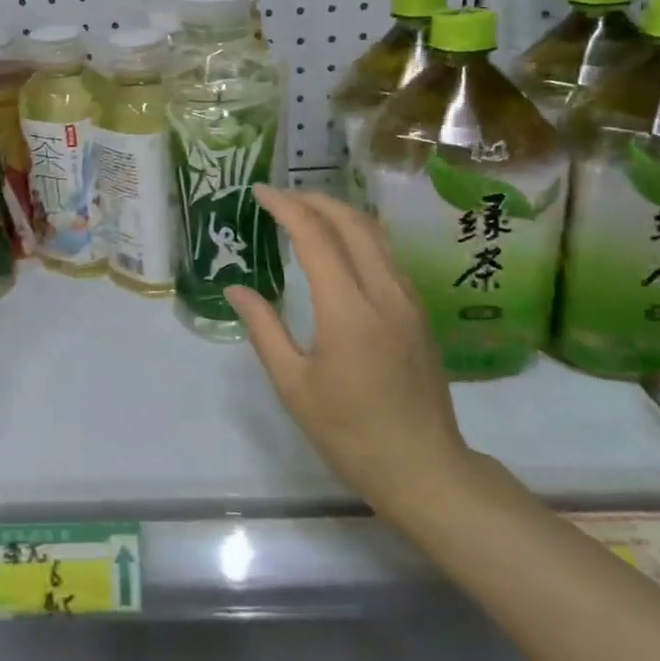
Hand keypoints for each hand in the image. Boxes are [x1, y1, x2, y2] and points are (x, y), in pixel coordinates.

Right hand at [226, 185, 473, 524]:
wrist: (423, 467)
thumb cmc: (349, 432)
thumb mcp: (293, 385)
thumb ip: (264, 329)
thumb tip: (236, 289)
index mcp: (348, 311)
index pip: (316, 237)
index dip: (286, 207)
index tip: (260, 193)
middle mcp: (384, 293)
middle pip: (352, 223)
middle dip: (315, 200)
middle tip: (281, 196)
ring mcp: (408, 300)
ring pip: (376, 235)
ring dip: (340, 214)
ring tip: (306, 212)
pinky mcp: (419, 312)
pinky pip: (387, 255)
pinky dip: (359, 235)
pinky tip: (339, 247)